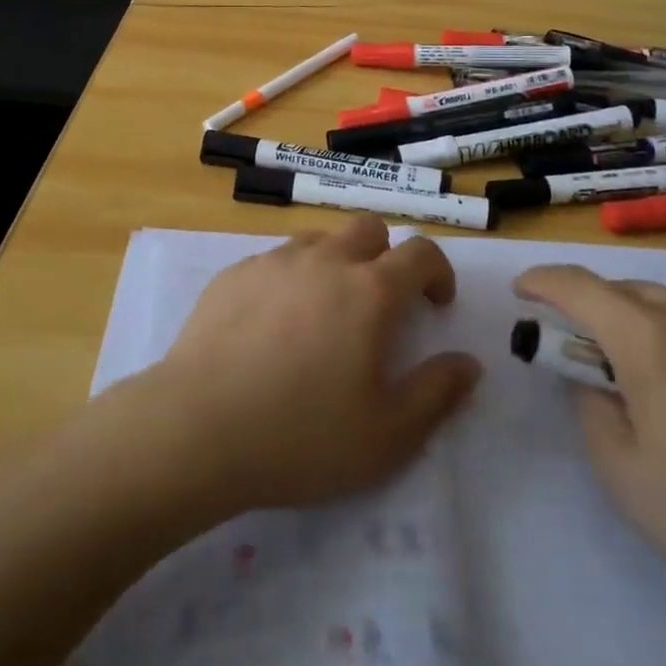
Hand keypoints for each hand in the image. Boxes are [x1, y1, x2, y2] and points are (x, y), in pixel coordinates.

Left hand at [142, 216, 480, 513]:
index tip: (436, 305)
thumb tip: (468, 363)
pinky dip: (290, 280)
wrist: (197, 428)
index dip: (438, 272)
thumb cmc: (301, 436)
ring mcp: (274, 262)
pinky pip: (275, 261)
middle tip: (380, 305)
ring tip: (325, 314)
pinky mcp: (233, 274)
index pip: (421, 252)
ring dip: (336, 263)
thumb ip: (437, 393)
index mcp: (369, 291)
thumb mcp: (388, 435)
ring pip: (319, 241)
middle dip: (386, 256)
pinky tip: (272, 327)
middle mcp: (324, 261)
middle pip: (368, 229)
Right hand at [513, 267, 665, 599]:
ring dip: (663, 330)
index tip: (524, 291)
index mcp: (648, 338)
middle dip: (604, 314)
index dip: (542, 281)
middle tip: (602, 358)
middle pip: (631, 293)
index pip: (576, 286)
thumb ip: (592, 408)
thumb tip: (594, 379)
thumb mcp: (621, 473)